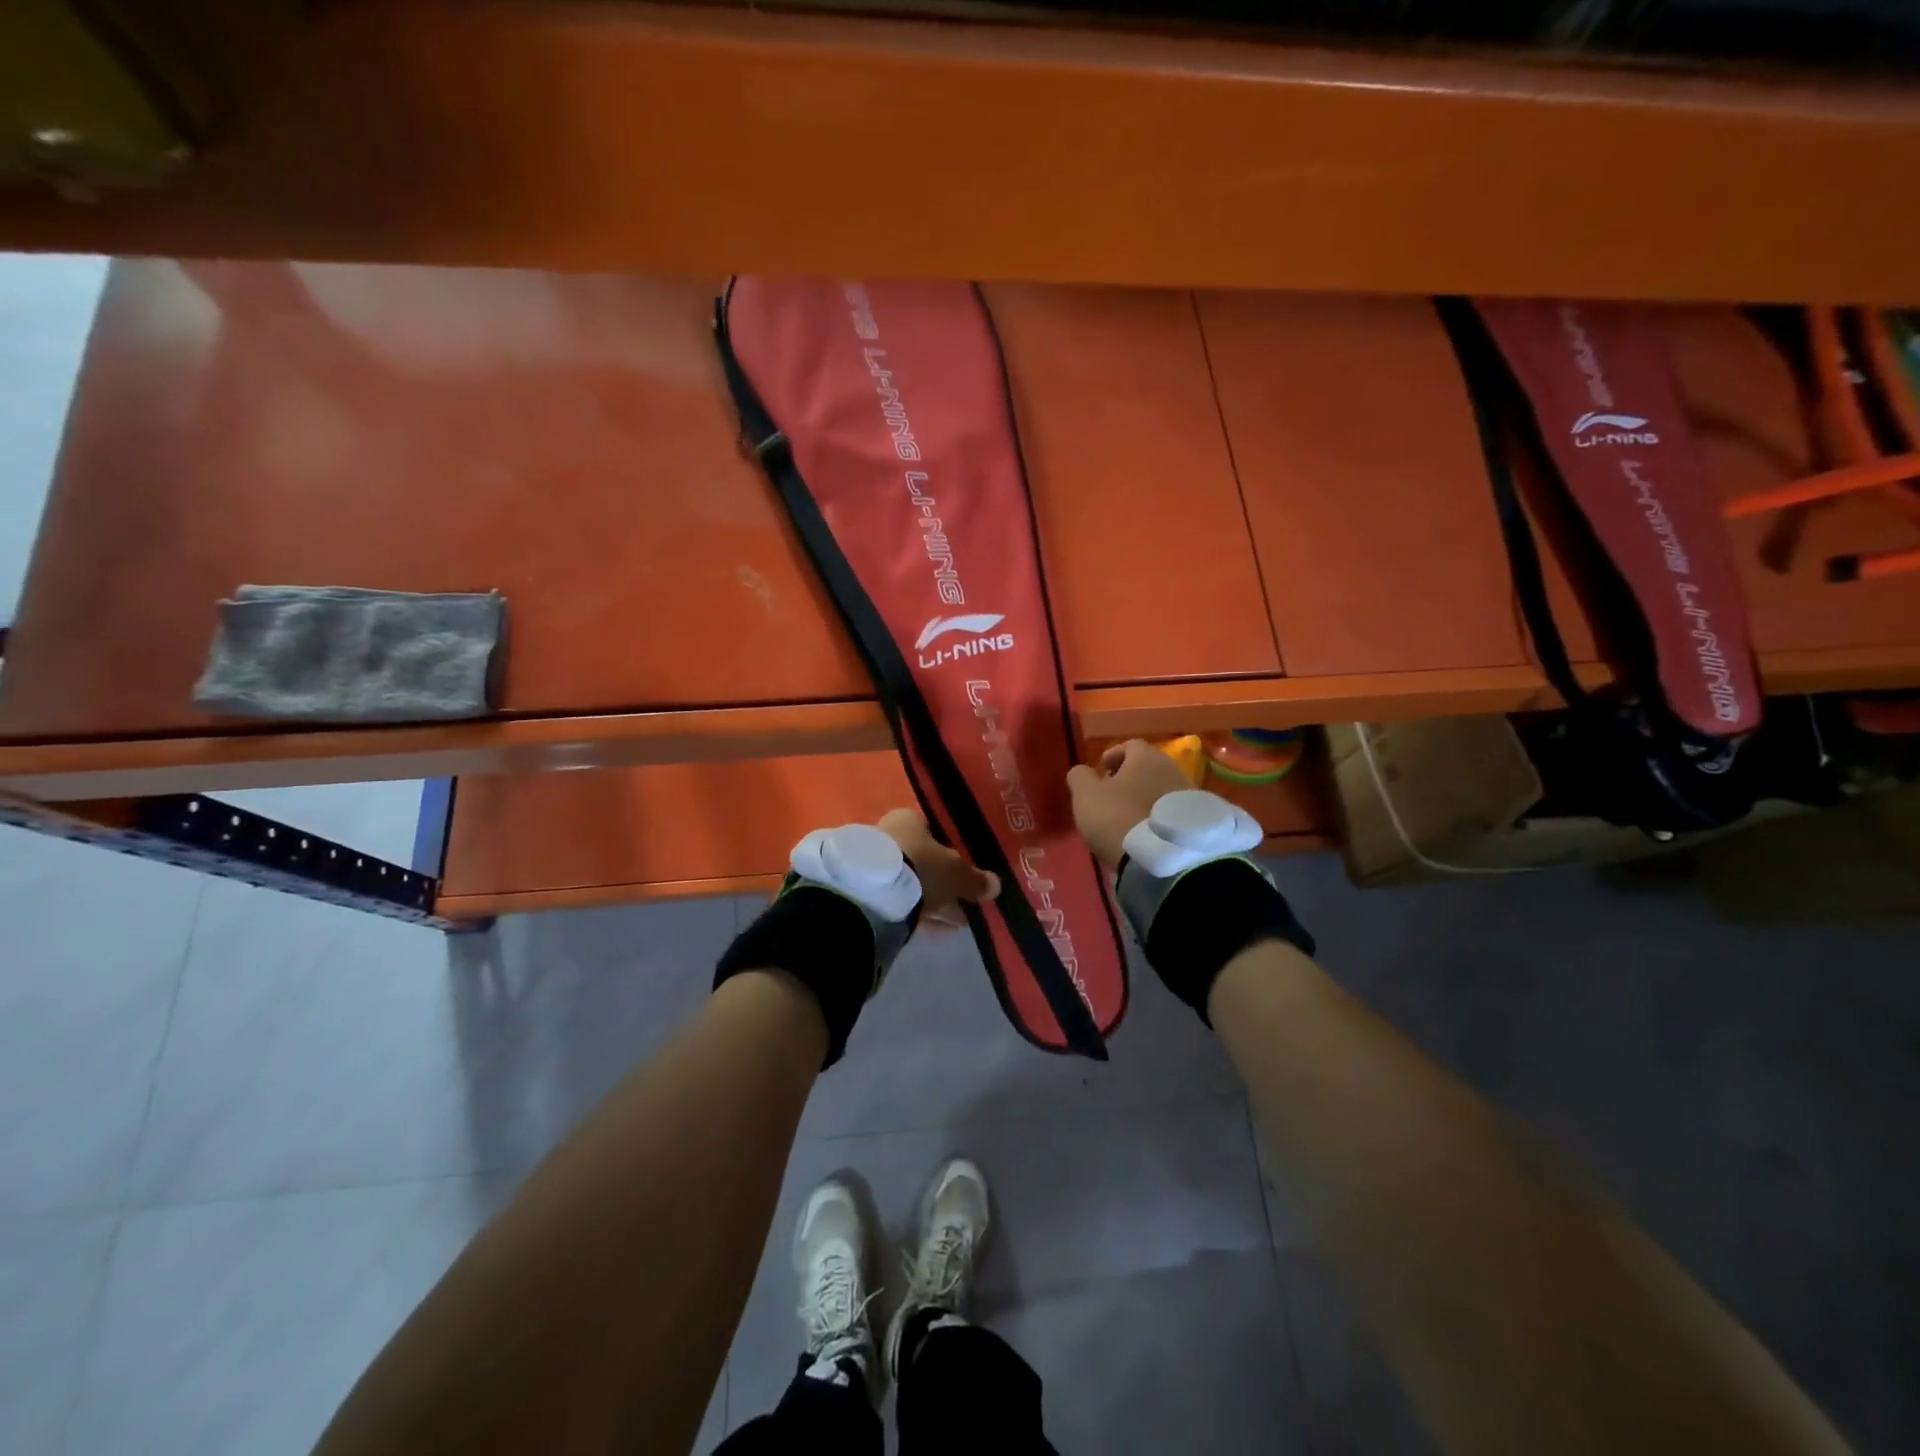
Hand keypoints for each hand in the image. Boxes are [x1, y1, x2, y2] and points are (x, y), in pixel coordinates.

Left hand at [877, 809, 998, 925]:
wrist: (873, 894)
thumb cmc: (921, 866)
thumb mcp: (957, 873)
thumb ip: (976, 879)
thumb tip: (995, 885)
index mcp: (908, 819)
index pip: (934, 830)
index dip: (953, 848)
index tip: (968, 868)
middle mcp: (889, 836)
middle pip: (924, 859)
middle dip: (945, 880)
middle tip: (967, 899)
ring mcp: (876, 866)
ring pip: (914, 883)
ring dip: (936, 900)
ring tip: (960, 921)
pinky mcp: (869, 894)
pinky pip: (904, 903)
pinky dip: (922, 914)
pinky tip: (942, 930)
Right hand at [1066, 739, 1193, 868]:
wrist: (1162, 859)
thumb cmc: (1118, 817)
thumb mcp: (1085, 796)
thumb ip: (1079, 777)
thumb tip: (1081, 771)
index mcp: (1146, 758)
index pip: (1130, 745)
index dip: (1112, 755)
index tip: (1101, 771)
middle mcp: (1173, 769)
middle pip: (1148, 767)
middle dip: (1129, 777)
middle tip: (1112, 794)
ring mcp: (1189, 795)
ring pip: (1161, 788)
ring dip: (1144, 796)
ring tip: (1128, 816)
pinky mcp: (1196, 820)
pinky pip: (1170, 810)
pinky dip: (1156, 814)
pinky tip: (1145, 831)